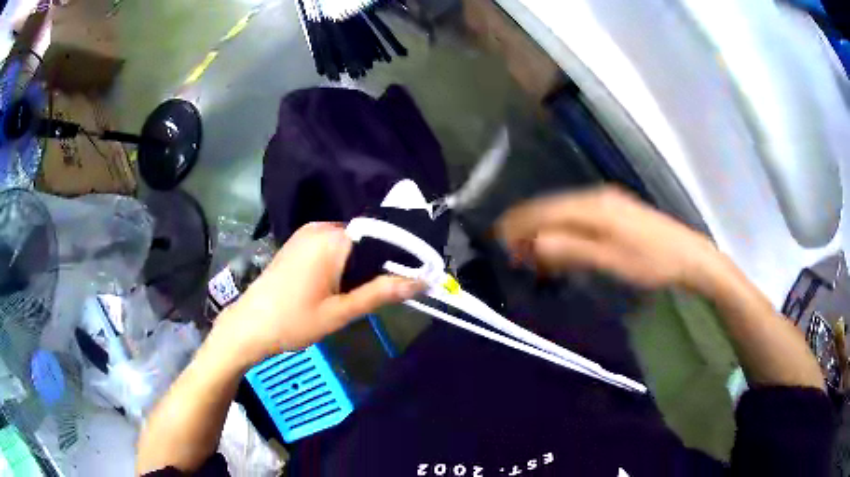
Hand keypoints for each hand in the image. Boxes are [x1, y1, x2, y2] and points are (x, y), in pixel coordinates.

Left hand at [217, 222, 423, 364]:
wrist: (249, 326)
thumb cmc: (293, 321)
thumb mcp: (341, 312)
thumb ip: (381, 293)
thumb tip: (421, 282)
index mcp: (332, 239)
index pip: (382, 236)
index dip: (402, 255)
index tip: (417, 276)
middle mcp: (320, 228)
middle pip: (366, 238)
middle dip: (380, 262)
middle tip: (390, 291)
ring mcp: (307, 234)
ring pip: (350, 243)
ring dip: (362, 264)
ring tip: (366, 292)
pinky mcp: (298, 243)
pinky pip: (333, 245)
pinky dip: (345, 262)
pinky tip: (343, 285)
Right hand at [496, 186, 719, 289]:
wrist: (688, 256)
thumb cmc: (651, 262)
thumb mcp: (611, 260)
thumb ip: (572, 249)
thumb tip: (534, 242)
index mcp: (593, 206)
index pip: (545, 210)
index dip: (520, 224)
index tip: (498, 241)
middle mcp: (596, 196)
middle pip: (551, 208)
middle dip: (528, 228)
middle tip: (511, 252)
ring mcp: (607, 202)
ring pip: (563, 212)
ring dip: (544, 230)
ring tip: (530, 252)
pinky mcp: (615, 210)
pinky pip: (577, 216)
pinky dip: (562, 230)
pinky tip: (559, 244)